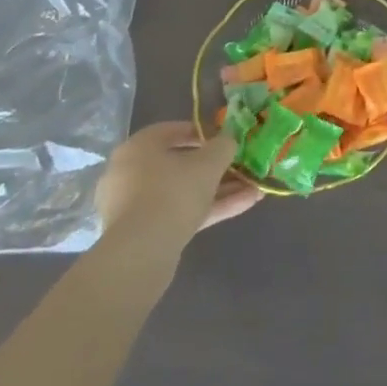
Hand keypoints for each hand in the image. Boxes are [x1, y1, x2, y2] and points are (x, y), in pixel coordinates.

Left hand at [95, 121, 261, 245]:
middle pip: (181, 164)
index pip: (174, 130)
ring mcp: (137, 206)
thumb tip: (228, 141)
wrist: (141, 254)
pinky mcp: (145, 233)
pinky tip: (245, 204)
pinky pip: (181, 212)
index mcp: (140, 147)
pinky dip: (210, 208)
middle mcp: (132, 173)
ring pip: (184, 191)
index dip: (205, 132)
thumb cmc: (173, 192)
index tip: (227, 139)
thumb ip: (223, 146)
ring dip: (220, 189)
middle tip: (242, 166)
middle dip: (217, 167)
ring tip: (254, 187)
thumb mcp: (209, 162)